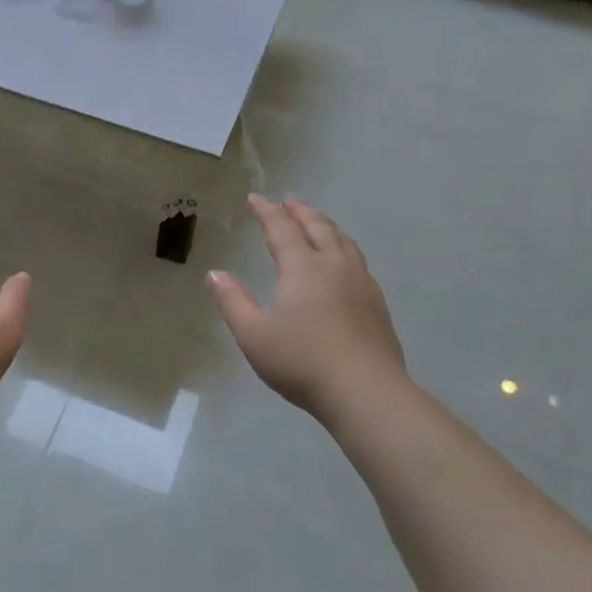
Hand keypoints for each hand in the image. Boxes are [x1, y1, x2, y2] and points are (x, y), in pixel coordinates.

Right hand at [208, 195, 405, 418]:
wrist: (366, 392)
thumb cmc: (302, 362)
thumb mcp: (254, 336)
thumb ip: (233, 302)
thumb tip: (215, 274)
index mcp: (303, 268)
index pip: (282, 229)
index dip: (267, 212)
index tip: (255, 198)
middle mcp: (334, 266)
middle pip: (318, 227)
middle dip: (300, 212)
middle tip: (288, 202)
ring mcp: (361, 283)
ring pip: (343, 241)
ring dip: (325, 225)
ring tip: (316, 222)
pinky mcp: (376, 303)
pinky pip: (357, 259)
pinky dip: (343, 246)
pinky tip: (342, 261)